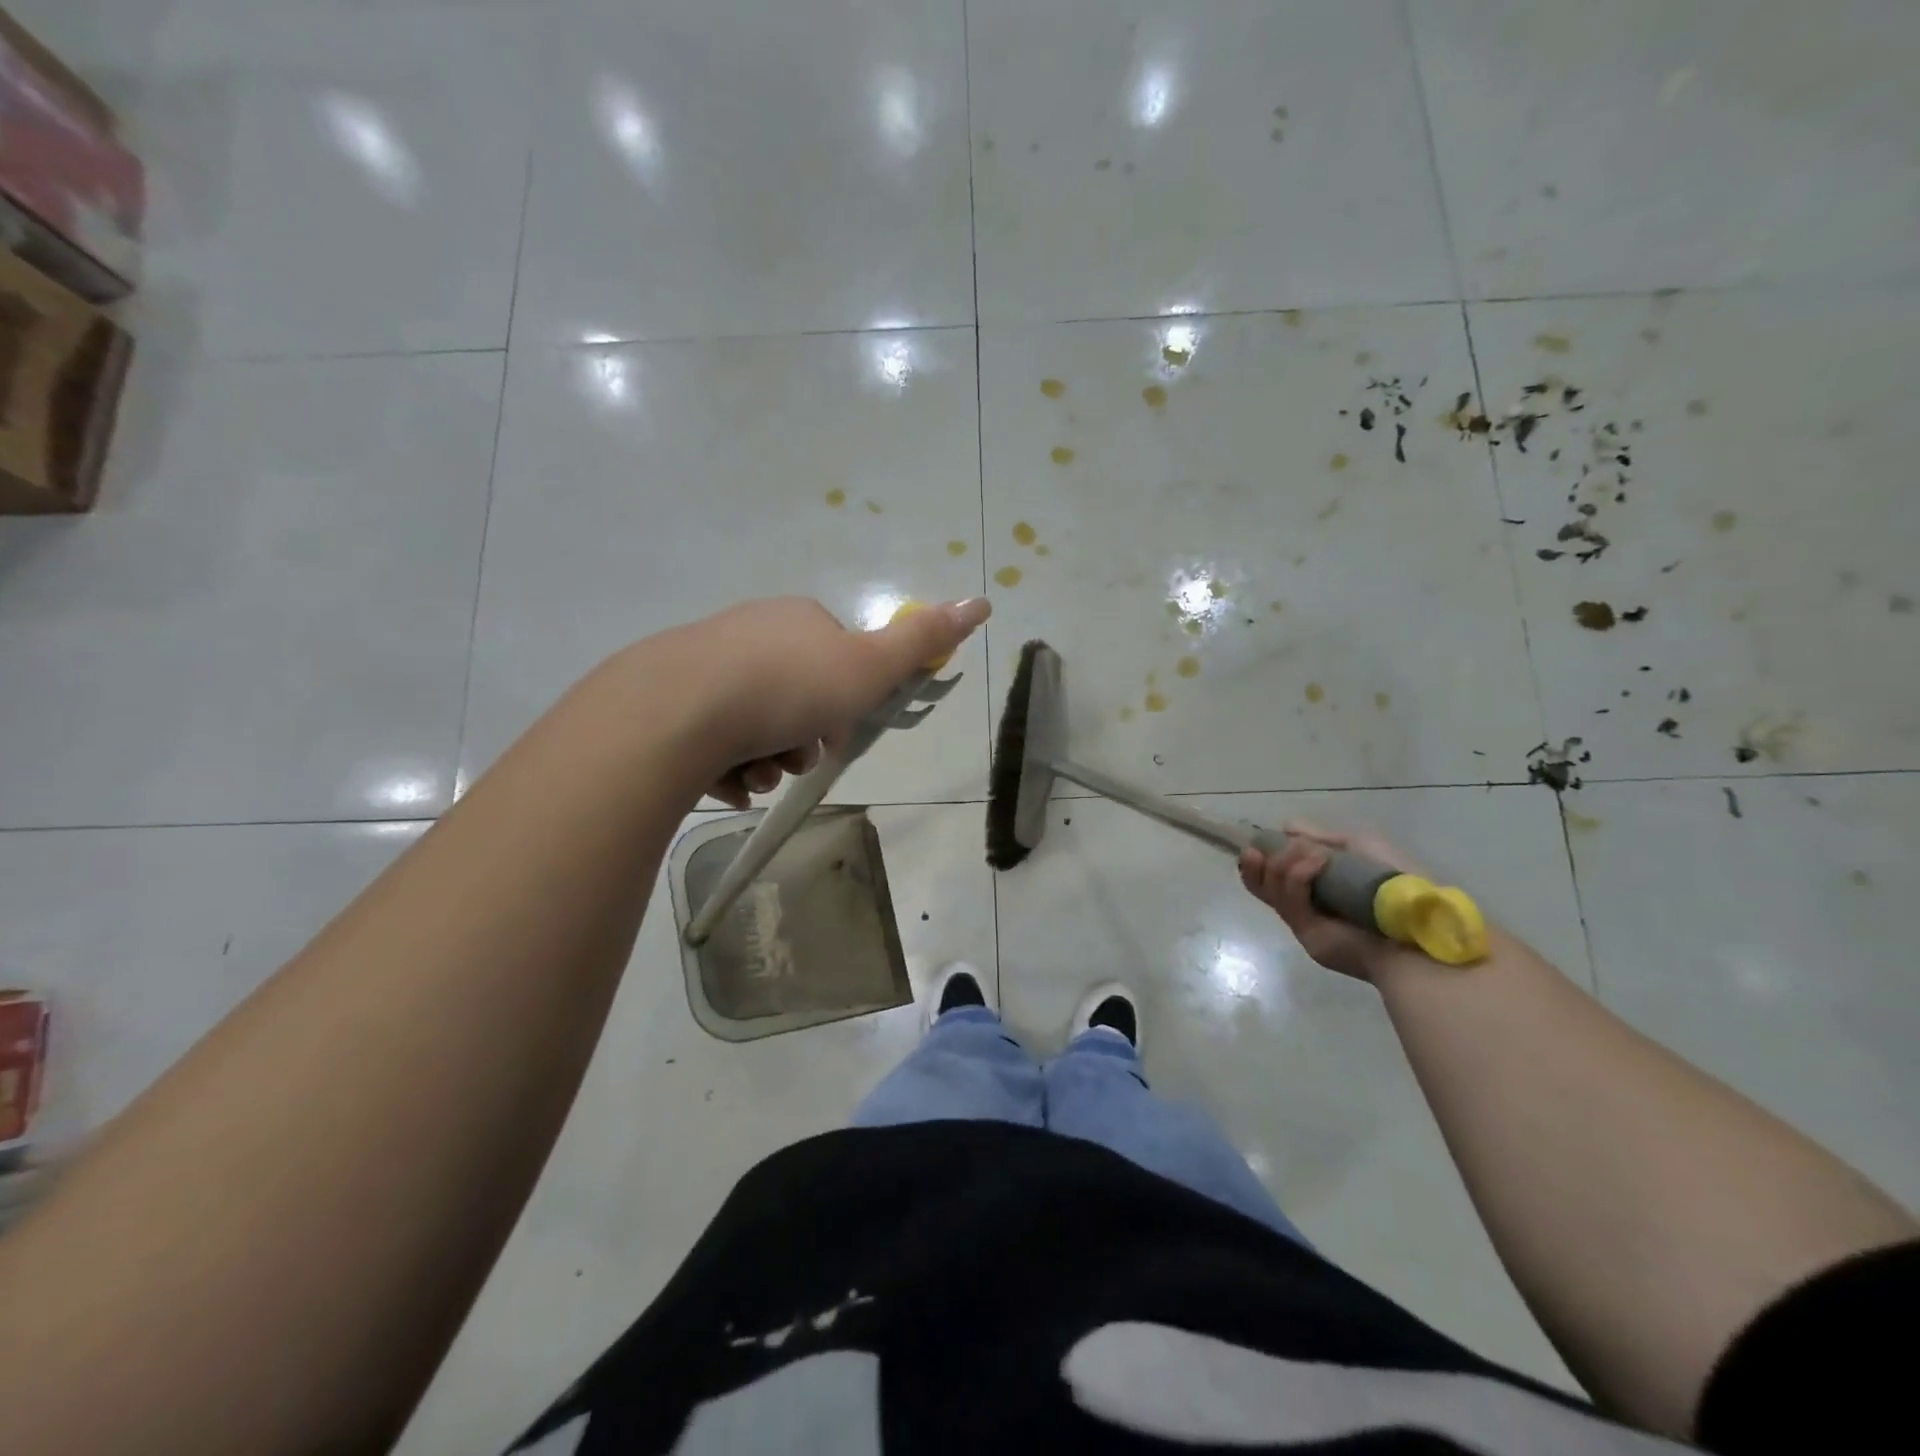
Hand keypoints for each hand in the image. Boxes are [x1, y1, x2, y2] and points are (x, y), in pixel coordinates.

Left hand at [643, 596, 990, 808]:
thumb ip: (923, 640)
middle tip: (798, 758)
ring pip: (756, 725)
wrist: (678, 711)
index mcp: (798, 620)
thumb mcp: (869, 666)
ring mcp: (704, 664)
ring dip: (769, 760)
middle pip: (797, 697)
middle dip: (804, 739)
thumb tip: (982, 600)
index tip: (839, 731)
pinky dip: (728, 768)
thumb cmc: (789, 688)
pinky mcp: (667, 700)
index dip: (846, 703)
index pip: (838, 662)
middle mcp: (750, 633)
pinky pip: (713, 741)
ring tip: (759, 773)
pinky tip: (725, 779)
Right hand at [1238, 820, 1423, 981]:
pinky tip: (1317, 860)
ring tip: (1310, 852)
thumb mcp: (1361, 846)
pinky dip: (1297, 876)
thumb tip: (1286, 826)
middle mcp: (1306, 903)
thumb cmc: (1399, 883)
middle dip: (1257, 863)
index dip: (1261, 856)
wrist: (1421, 926)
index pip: (1274, 872)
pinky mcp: (1307, 934)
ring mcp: (1304, 920)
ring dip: (1282, 863)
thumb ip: (1323, 837)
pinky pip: (1289, 902)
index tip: (1258, 840)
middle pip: (1262, 884)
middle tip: (1260, 848)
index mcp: (1318, 885)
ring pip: (1270, 889)